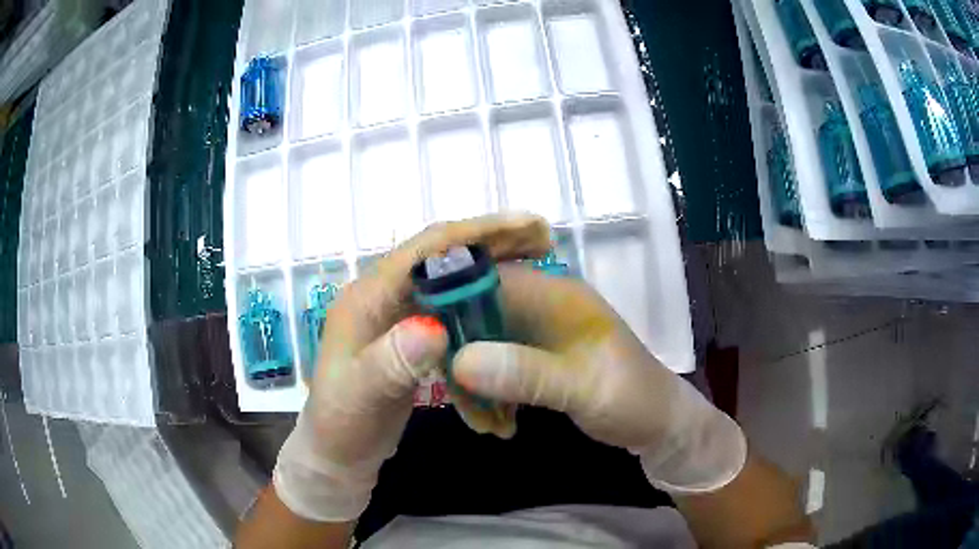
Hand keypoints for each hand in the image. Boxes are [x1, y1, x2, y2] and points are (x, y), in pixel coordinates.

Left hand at [273, 214, 551, 521]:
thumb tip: (435, 326)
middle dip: (492, 238)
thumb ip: (391, 362)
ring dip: (491, 260)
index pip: (425, 250)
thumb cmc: (343, 423)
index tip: (526, 227)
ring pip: (450, 274)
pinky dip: (482, 291)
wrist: (338, 450)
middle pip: (442, 252)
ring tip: (535, 254)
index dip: (476, 233)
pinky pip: (452, 301)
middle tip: (541, 236)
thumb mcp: (362, 396)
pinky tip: (509, 293)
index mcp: (367, 297)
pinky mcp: (410, 332)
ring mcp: (397, 312)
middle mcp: (383, 294)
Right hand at [452, 265, 746, 493]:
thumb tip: (457, 360)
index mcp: (555, 293)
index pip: (486, 277)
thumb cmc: (631, 398)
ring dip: (472, 382)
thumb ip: (524, 372)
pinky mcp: (534, 358)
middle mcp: (540, 304)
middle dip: (458, 355)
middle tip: (458, 401)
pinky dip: (487, 392)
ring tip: (482, 423)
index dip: (448, 301)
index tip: (419, 341)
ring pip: (481, 344)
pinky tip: (494, 421)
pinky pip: (493, 367)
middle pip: (475, 314)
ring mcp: (536, 333)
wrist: (658, 425)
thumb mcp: (582, 387)